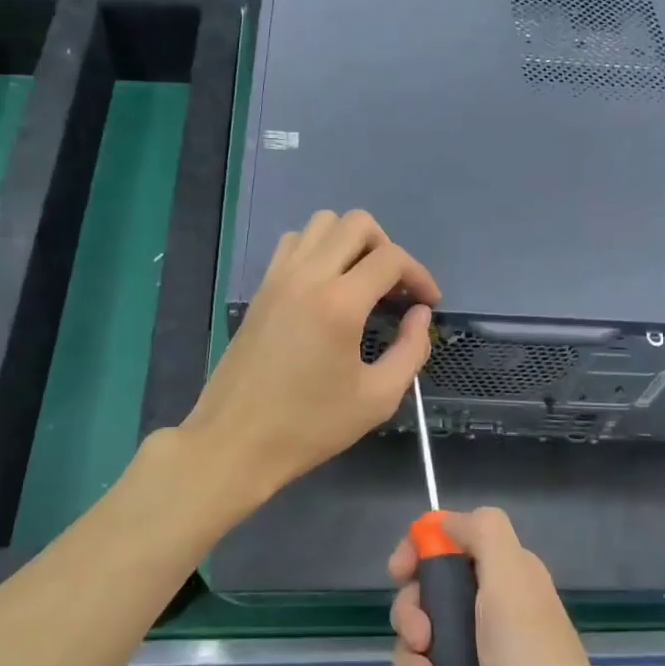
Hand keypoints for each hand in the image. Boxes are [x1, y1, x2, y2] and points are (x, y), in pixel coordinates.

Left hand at [180, 209, 438, 507]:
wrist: (235, 441)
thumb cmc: (309, 426)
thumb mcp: (377, 398)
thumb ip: (410, 350)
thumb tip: (420, 315)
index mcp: (339, 303)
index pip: (391, 258)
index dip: (420, 275)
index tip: (428, 303)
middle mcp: (307, 276)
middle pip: (356, 223)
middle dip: (387, 248)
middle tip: (394, 289)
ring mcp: (278, 278)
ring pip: (320, 224)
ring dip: (350, 242)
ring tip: (361, 282)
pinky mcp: (261, 290)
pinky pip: (293, 244)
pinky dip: (317, 250)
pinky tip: (325, 287)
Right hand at [389, 507, 642, 665]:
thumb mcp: (512, 585)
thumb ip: (484, 534)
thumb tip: (444, 520)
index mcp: (506, 579)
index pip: (451, 544)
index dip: (419, 553)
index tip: (400, 573)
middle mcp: (493, 614)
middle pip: (426, 596)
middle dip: (411, 620)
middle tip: (421, 641)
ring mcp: (481, 663)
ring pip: (420, 648)